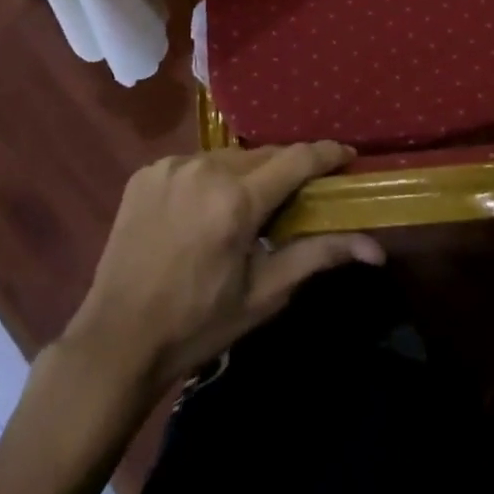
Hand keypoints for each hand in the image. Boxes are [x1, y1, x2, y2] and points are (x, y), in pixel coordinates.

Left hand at [60, 144, 384, 399]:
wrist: (117, 339)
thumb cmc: (199, 323)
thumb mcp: (263, 294)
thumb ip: (318, 256)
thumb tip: (376, 249)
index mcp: (237, 200)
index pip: (296, 159)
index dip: (327, 154)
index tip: (348, 156)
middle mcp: (204, 169)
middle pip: (263, 155)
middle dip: (287, 169)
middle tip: (300, 194)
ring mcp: (171, 167)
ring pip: (228, 157)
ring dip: (246, 174)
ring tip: (249, 206)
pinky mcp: (146, 172)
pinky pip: (193, 165)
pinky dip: (209, 179)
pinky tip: (205, 209)